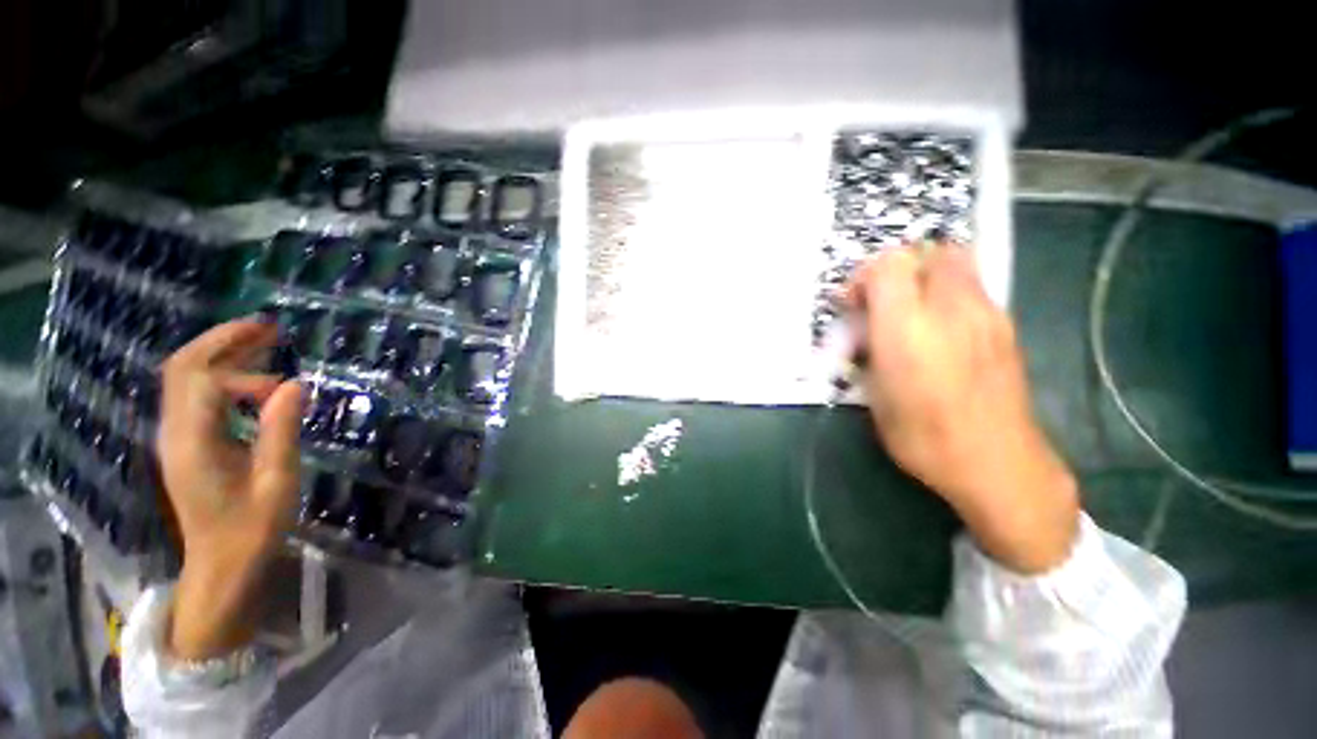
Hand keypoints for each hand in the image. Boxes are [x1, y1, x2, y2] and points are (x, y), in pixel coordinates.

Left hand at [157, 320, 302, 659]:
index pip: (203, 381)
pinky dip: (222, 375)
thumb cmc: (252, 528)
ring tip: (264, 340)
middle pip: (183, 367)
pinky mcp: (187, 442)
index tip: (285, 392)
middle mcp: (174, 431)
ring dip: (223, 353)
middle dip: (223, 340)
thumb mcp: (276, 481)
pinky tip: (253, 377)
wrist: (222, 565)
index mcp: (192, 442)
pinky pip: (196, 394)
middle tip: (268, 326)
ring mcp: (177, 436)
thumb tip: (296, 384)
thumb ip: (281, 430)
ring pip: (186, 376)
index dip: (246, 376)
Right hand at [850, 245, 1078, 573]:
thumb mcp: (874, 393)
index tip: (853, 305)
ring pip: (957, 263)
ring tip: (911, 316)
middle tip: (883, 302)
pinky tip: (940, 332)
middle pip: (928, 252)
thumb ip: (867, 348)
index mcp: (908, 329)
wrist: (997, 465)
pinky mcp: (1006, 326)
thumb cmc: (922, 437)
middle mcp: (952, 310)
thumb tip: (864, 327)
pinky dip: (948, 296)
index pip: (888, 265)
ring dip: (925, 279)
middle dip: (898, 268)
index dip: (864, 277)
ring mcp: (987, 314)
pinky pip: (973, 288)